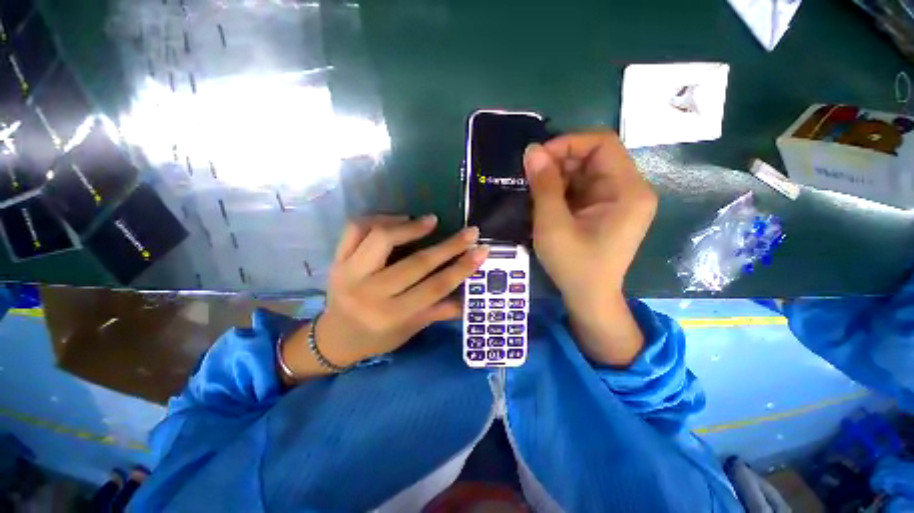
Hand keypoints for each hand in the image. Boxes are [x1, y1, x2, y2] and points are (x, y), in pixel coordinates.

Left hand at [281, 215, 487, 381]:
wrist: (334, 338)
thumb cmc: (377, 337)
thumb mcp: (410, 329)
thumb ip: (440, 311)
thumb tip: (471, 297)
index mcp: (391, 315)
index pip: (435, 287)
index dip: (461, 268)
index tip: (482, 250)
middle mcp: (369, 293)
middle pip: (416, 262)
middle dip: (449, 245)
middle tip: (469, 232)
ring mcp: (349, 273)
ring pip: (382, 238)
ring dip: (410, 226)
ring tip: (430, 221)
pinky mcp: (336, 260)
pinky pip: (356, 229)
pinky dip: (379, 218)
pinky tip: (397, 220)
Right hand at [524, 132, 656, 365]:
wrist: (589, 298)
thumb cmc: (574, 265)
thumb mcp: (553, 225)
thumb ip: (544, 186)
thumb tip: (532, 151)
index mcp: (628, 191)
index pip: (602, 144)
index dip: (568, 143)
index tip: (537, 158)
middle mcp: (629, 190)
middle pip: (594, 157)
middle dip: (560, 161)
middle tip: (530, 174)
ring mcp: (617, 201)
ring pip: (586, 172)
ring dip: (558, 176)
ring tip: (533, 188)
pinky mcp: (605, 211)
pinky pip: (583, 188)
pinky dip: (562, 189)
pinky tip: (544, 199)